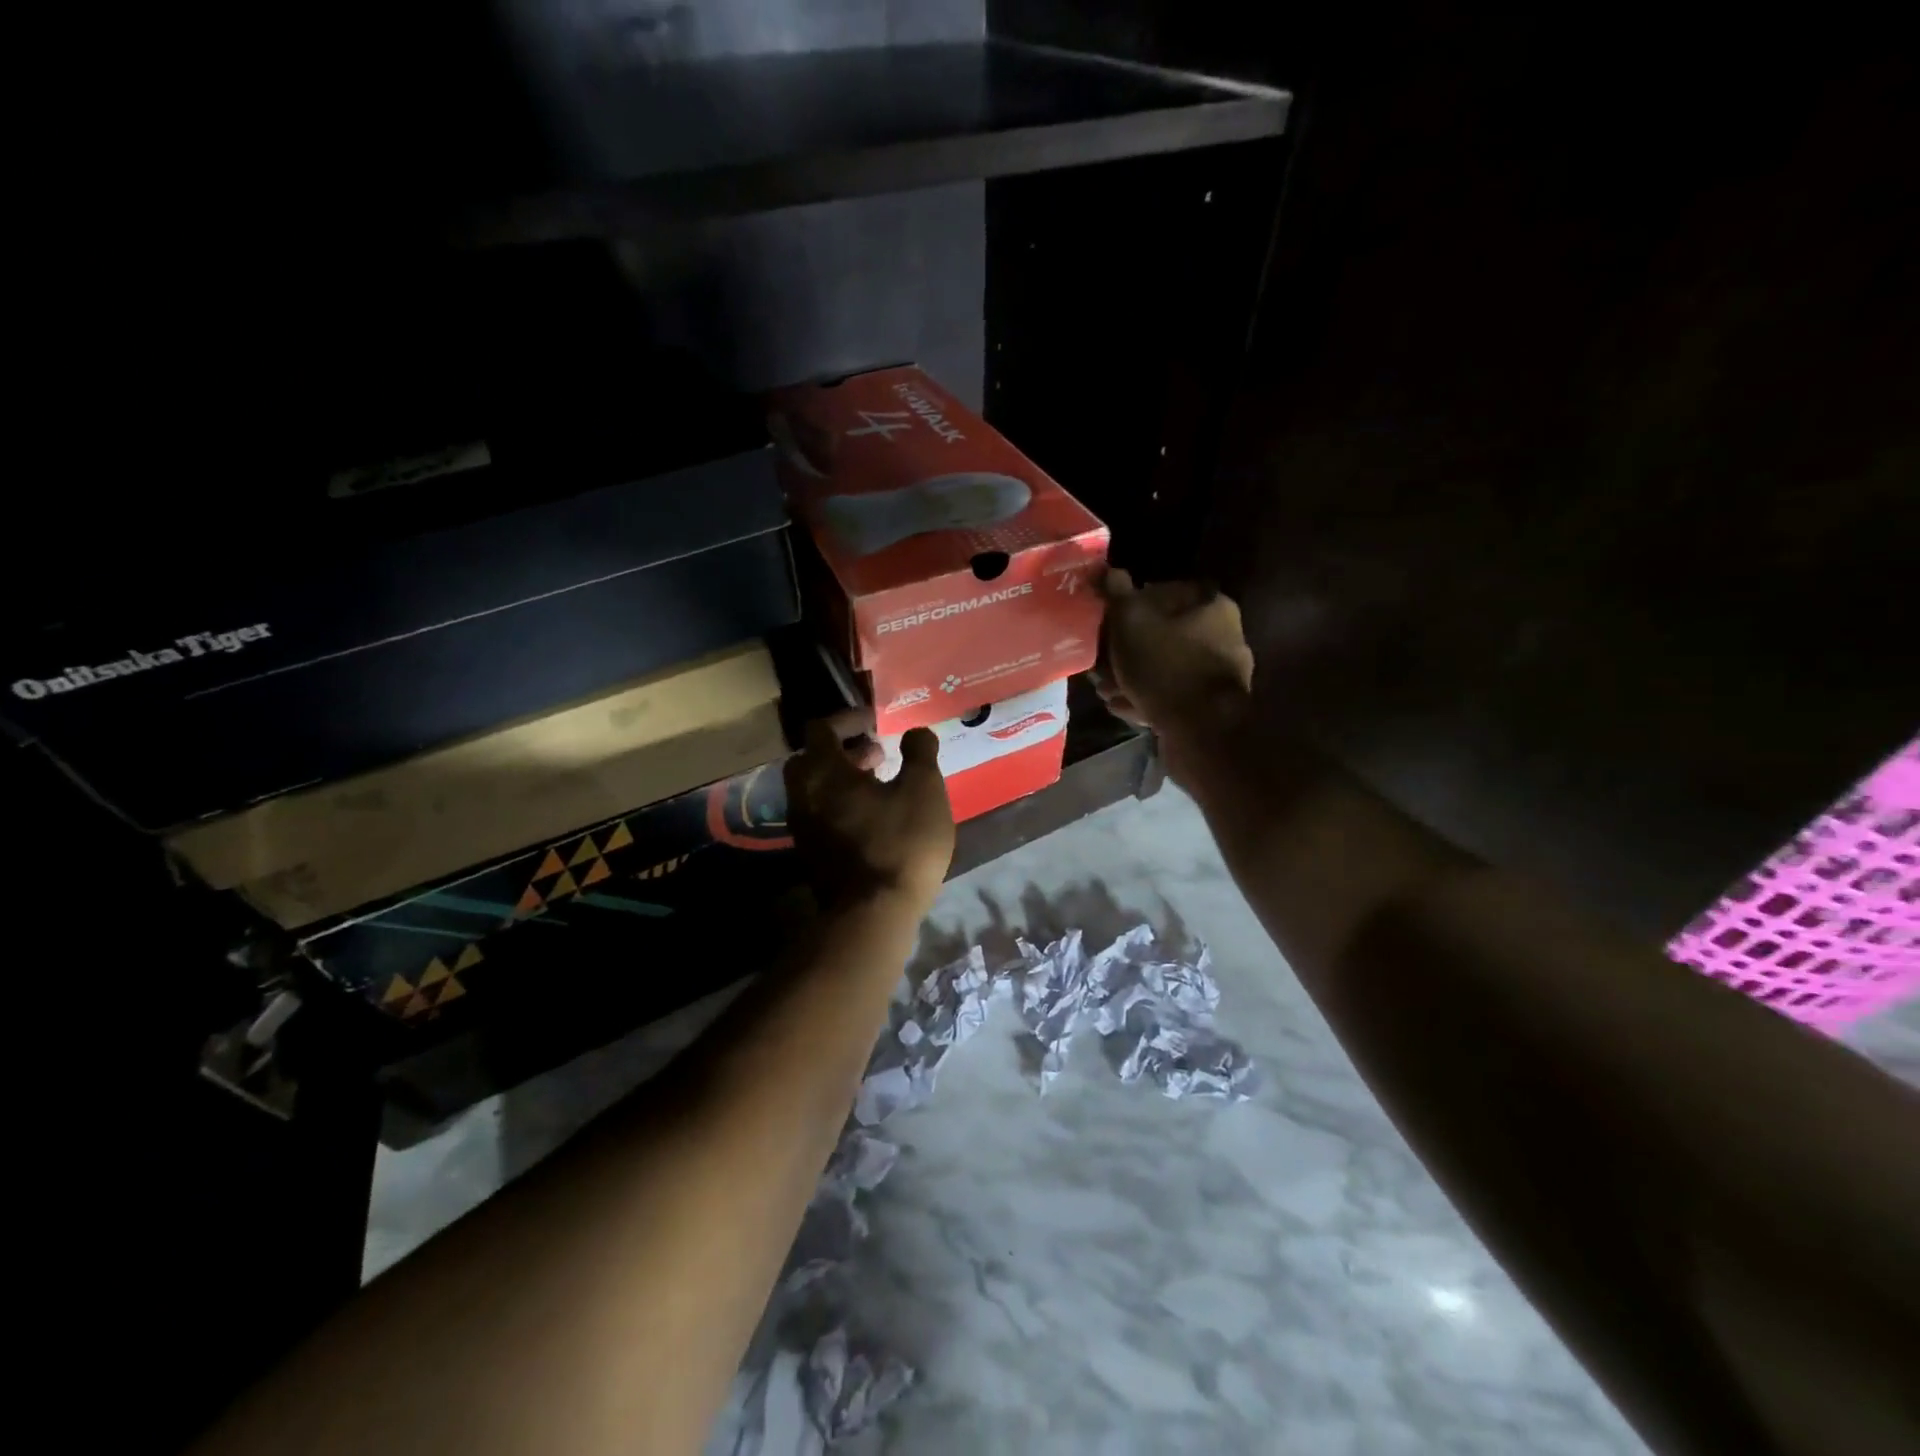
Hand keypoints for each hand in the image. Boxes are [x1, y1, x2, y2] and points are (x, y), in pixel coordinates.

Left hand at [784, 719, 954, 909]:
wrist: (873, 915)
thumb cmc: (900, 842)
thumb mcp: (924, 790)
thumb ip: (920, 752)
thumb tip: (916, 732)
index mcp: (823, 772)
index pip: (821, 728)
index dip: (849, 719)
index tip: (877, 723)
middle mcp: (802, 795)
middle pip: (811, 759)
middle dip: (842, 750)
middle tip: (877, 754)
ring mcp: (802, 828)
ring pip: (814, 790)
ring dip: (842, 779)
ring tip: (881, 784)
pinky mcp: (811, 855)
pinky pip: (820, 815)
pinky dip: (841, 805)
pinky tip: (873, 818)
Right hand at [1095, 569, 1254, 731]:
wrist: (1200, 731)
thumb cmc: (1165, 666)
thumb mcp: (1131, 621)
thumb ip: (1117, 593)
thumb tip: (1107, 569)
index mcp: (1211, 605)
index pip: (1163, 591)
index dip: (1129, 605)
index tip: (1106, 624)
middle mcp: (1224, 635)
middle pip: (1162, 634)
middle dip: (1126, 650)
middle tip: (1100, 664)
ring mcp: (1219, 674)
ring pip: (1163, 667)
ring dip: (1132, 677)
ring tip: (1106, 690)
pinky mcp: (1211, 707)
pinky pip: (1172, 695)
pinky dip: (1147, 698)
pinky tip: (1123, 707)